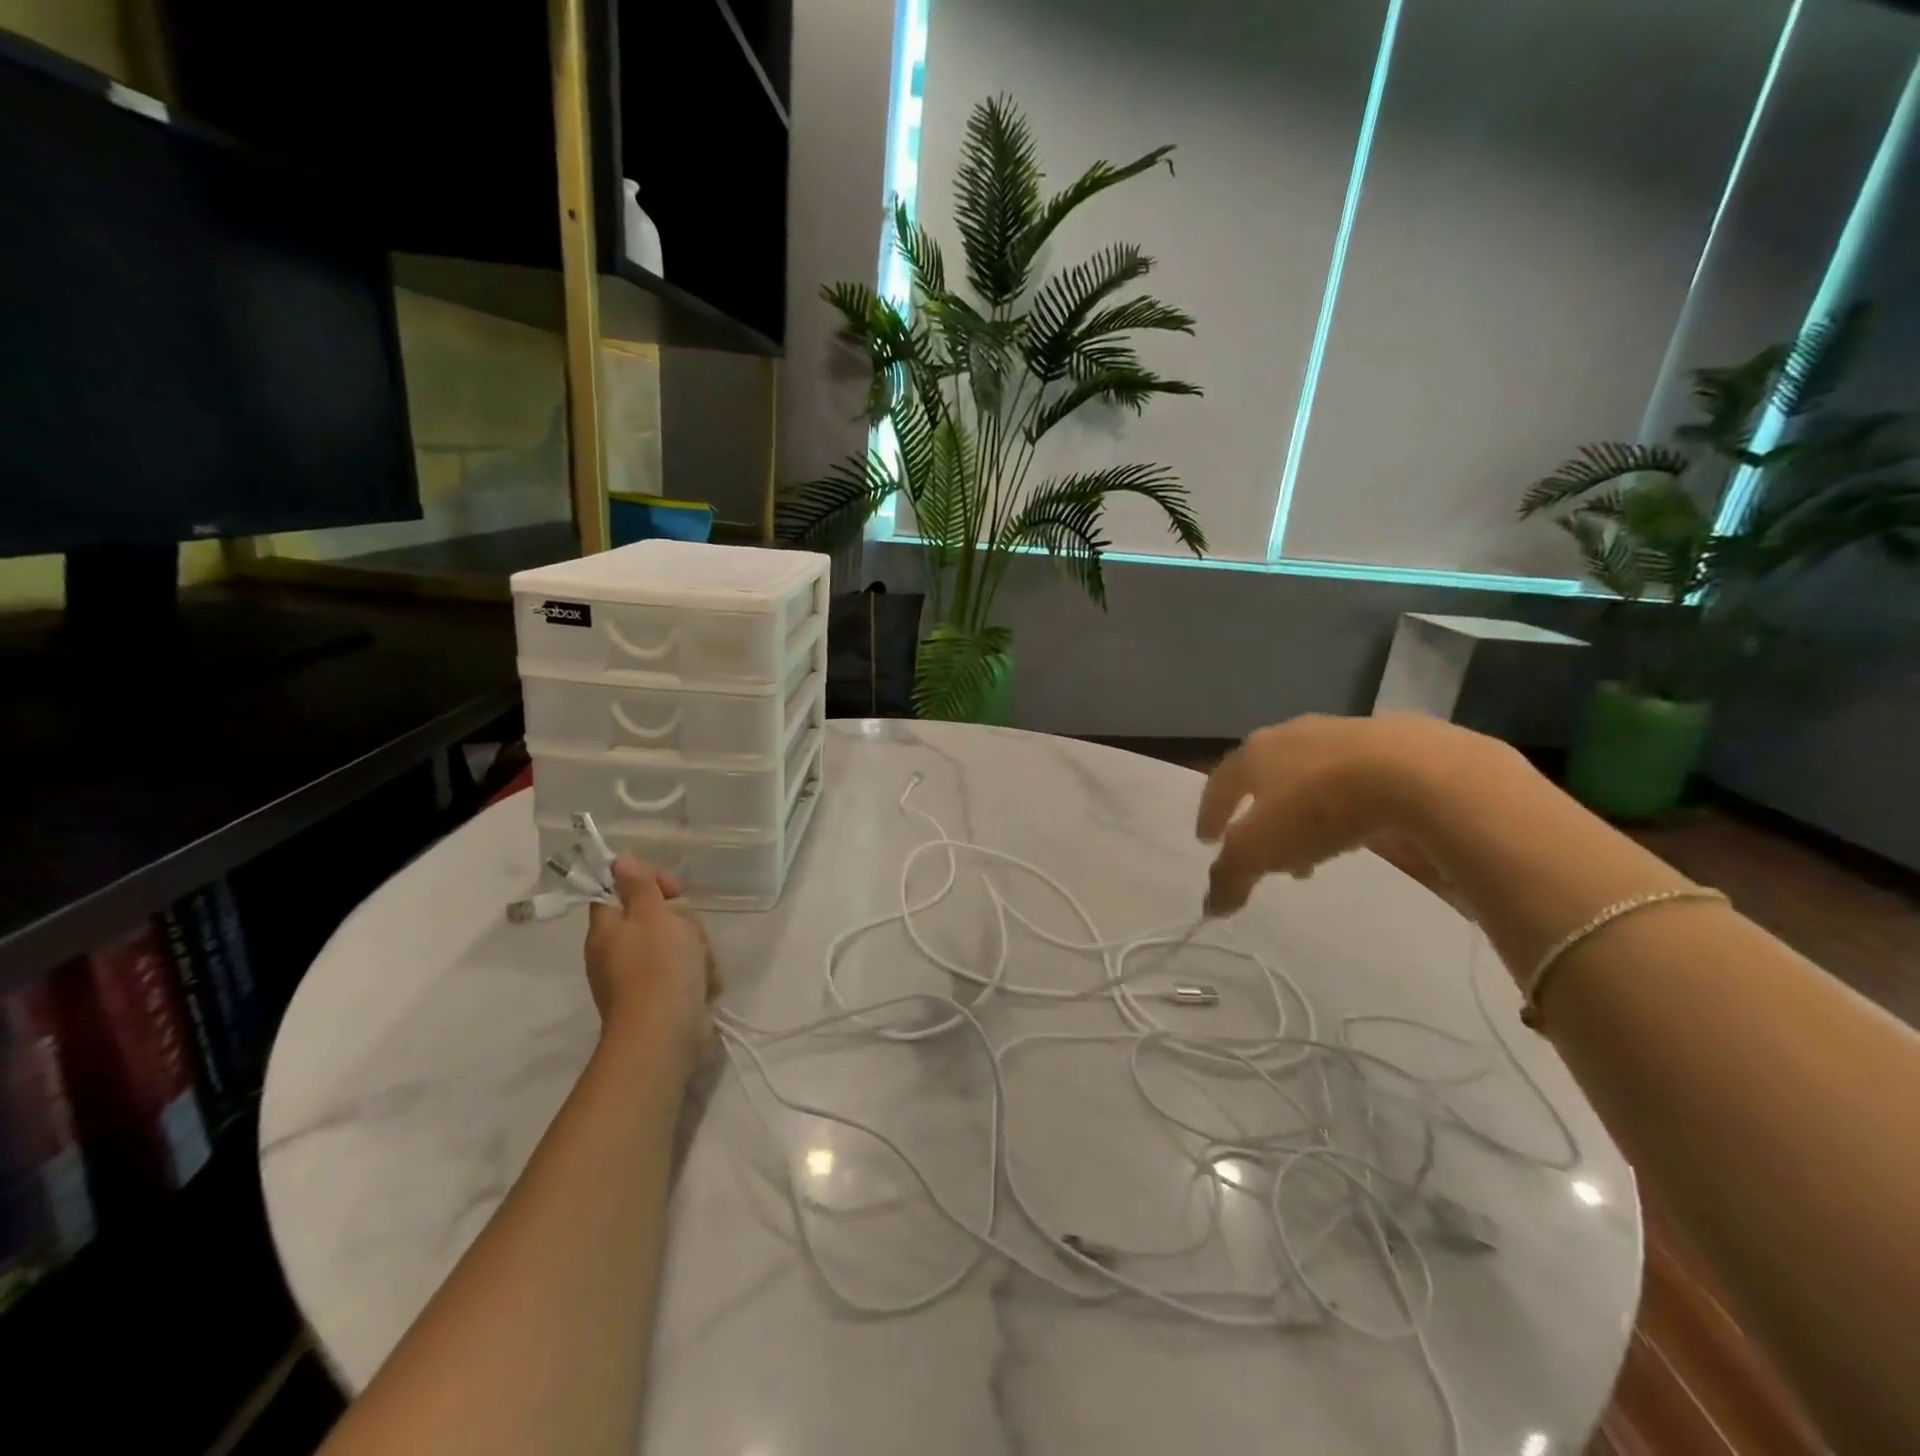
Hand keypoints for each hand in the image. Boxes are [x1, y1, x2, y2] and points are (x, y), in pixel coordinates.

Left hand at [584, 858, 717, 1079]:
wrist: (664, 1034)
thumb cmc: (658, 966)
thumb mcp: (652, 915)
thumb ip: (638, 886)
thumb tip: (618, 860)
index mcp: (606, 930)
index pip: (616, 893)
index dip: (645, 884)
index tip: (673, 889)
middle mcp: (613, 954)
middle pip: (651, 921)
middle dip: (679, 922)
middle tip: (690, 931)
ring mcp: (635, 981)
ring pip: (672, 947)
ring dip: (694, 950)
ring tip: (702, 963)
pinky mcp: (657, 1001)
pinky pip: (680, 975)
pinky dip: (696, 976)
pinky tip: (705, 984)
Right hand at [1195, 714, 1488, 914]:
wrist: (1419, 773)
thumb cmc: (1318, 808)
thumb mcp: (1261, 852)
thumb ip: (1230, 877)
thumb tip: (1210, 906)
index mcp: (1253, 754)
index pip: (1218, 783)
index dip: (1210, 813)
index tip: (1207, 839)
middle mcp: (1290, 735)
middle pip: (1264, 777)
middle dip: (1259, 813)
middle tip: (1262, 849)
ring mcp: (1343, 732)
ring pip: (1310, 774)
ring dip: (1303, 810)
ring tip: (1313, 848)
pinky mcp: (1393, 739)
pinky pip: (1354, 775)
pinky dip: (1345, 800)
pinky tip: (1359, 824)